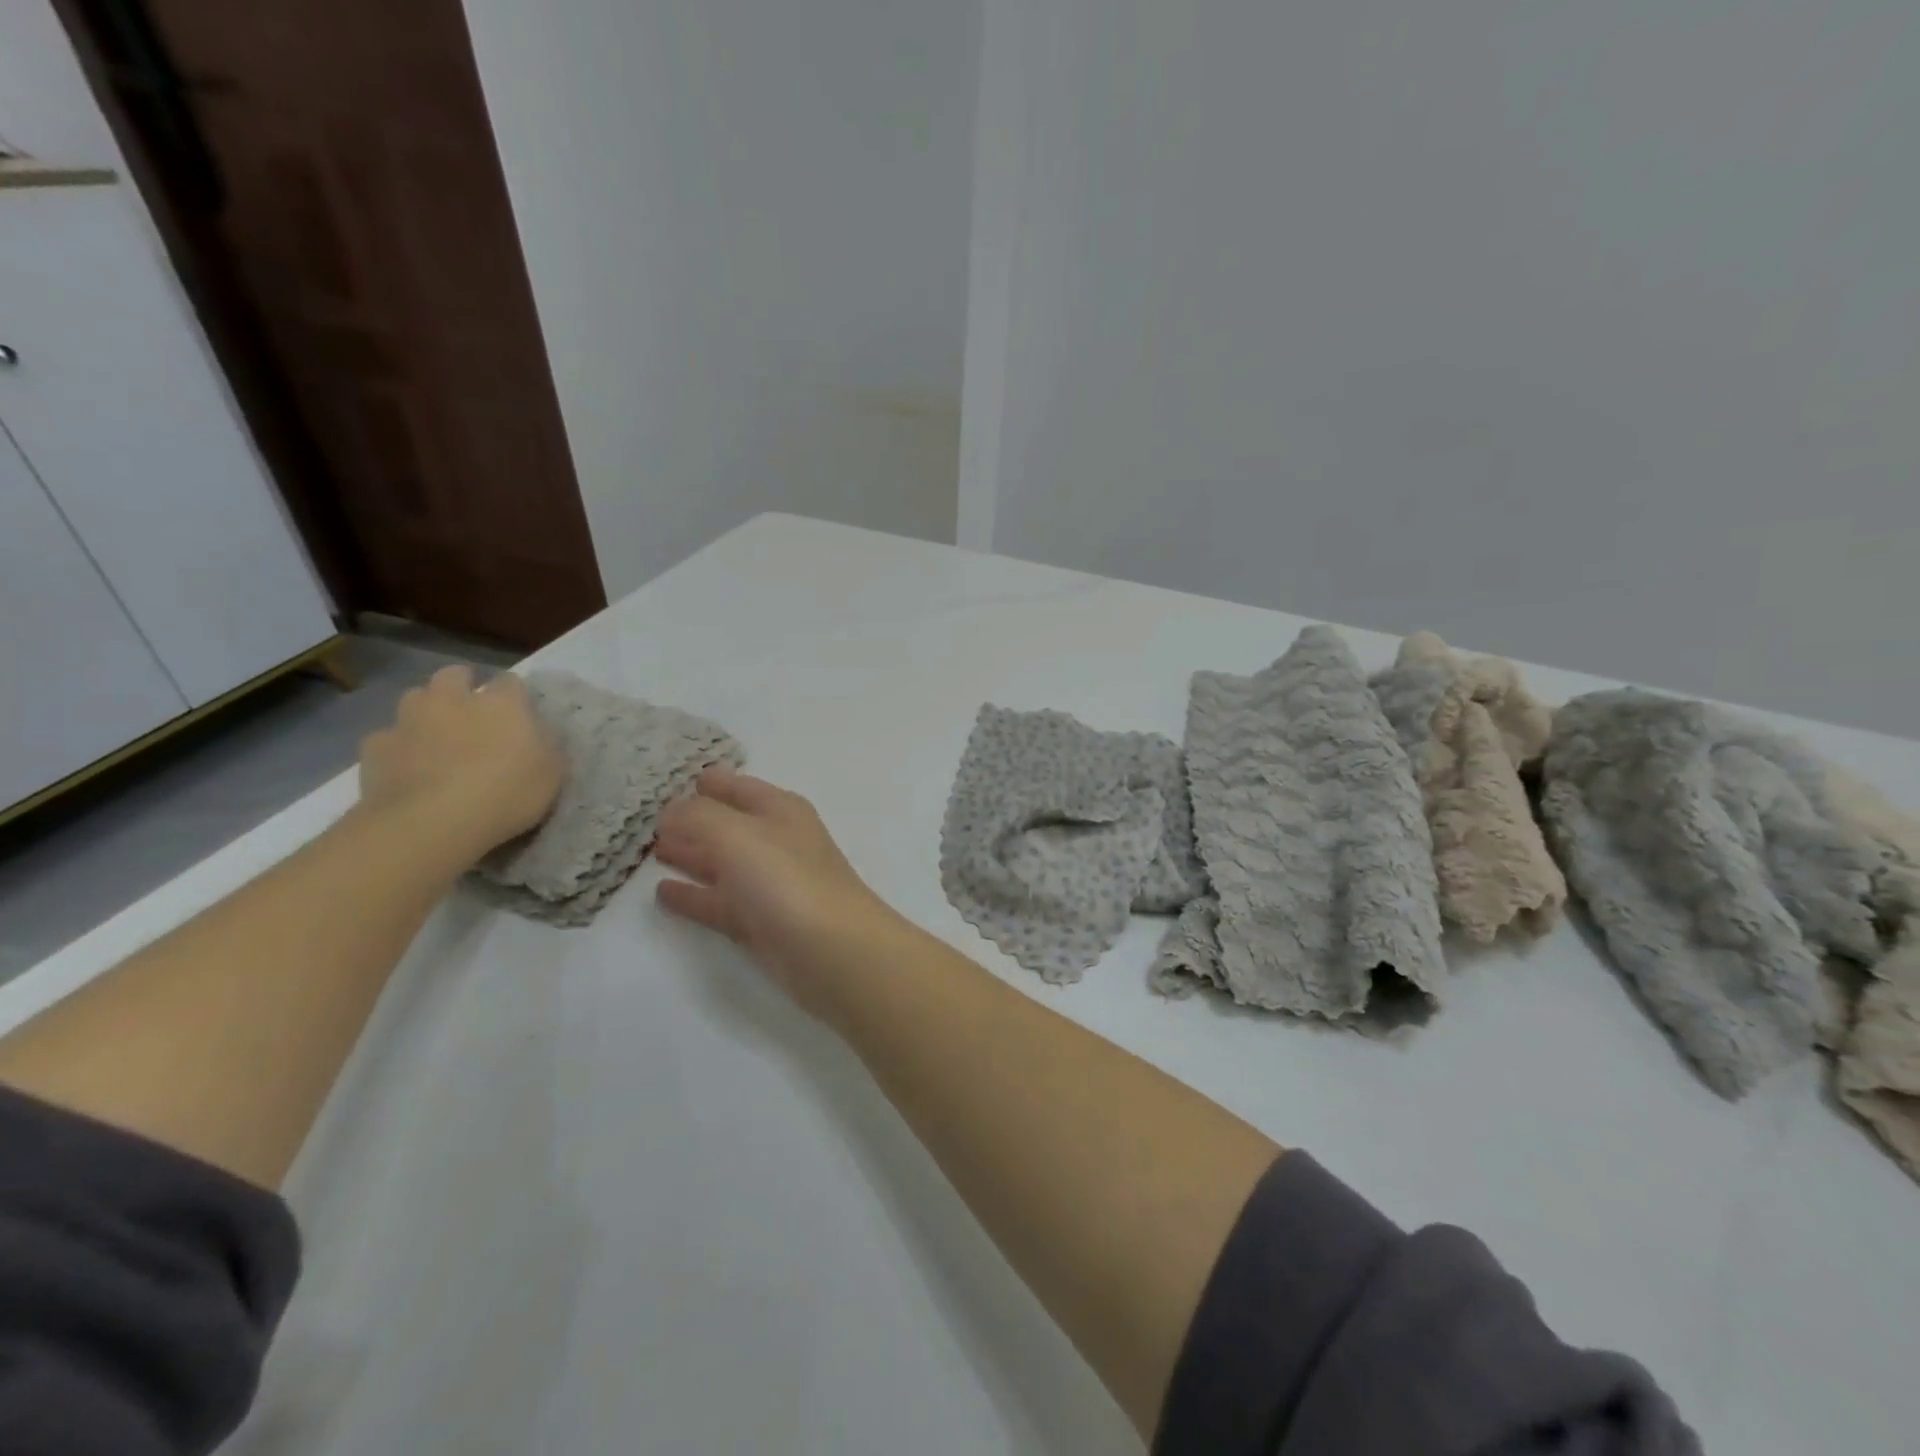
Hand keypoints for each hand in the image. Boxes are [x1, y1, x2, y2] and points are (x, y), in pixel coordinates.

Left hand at [357, 666, 565, 860]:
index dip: (514, 695)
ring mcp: (409, 720)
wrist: (432, 823)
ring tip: (435, 738)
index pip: (511, 681)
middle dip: (461, 686)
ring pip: (415, 699)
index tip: (518, 714)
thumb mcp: (552, 774)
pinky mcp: (375, 747)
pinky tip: (406, 769)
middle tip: (471, 714)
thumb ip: (546, 747)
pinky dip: (398, 747)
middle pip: (453, 675)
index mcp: (502, 703)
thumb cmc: (507, 794)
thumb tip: (538, 737)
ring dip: (426, 711)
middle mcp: (453, 699)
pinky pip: (387, 738)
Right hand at [654, 770, 906, 1016]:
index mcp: (780, 810)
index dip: (708, 781)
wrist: (832, 951)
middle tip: (648, 819)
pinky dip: (694, 896)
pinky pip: (719, 902)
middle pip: (729, 824)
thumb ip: (697, 816)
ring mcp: (770, 885)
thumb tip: (669, 811)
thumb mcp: (736, 834)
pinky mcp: (762, 924)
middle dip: (692, 820)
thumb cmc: (787, 880)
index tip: (670, 780)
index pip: (738, 786)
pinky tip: (663, 893)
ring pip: (723, 863)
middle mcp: (777, 842)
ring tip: (650, 851)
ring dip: (691, 855)